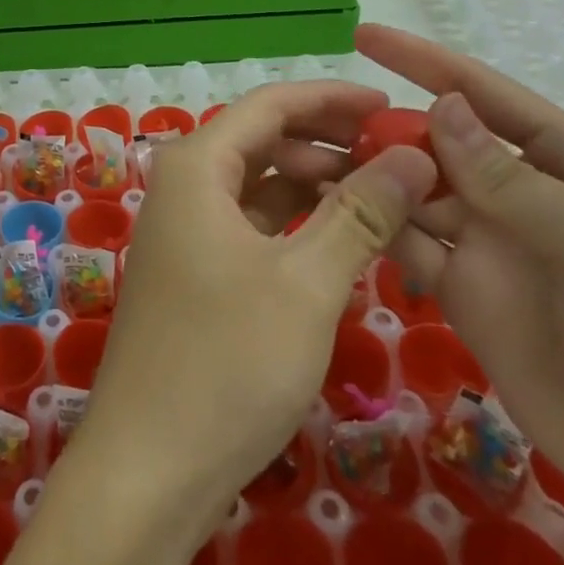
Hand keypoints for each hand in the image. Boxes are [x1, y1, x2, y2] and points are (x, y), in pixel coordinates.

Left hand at [80, 81, 436, 547]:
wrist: (149, 465)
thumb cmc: (227, 361)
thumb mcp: (306, 283)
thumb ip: (360, 214)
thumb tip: (413, 156)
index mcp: (196, 164)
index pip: (272, 105)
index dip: (333, 99)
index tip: (393, 106)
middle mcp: (184, 182)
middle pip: (265, 140)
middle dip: (330, 143)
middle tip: (401, 157)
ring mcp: (186, 227)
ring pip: (260, 184)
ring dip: (316, 185)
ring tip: (386, 197)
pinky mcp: (196, 267)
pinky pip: (252, 223)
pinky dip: (296, 223)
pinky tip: (343, 238)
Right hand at [357, 24, 563, 564]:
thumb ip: (512, 179)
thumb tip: (439, 105)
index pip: (486, 96)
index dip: (424, 61)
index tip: (363, 34)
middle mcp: (521, 196)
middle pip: (437, 142)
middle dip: (383, 123)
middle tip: (317, 117)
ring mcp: (491, 246)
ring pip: (414, 191)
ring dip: (369, 173)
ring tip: (309, 160)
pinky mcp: (465, 295)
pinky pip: (409, 245)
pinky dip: (374, 225)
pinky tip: (334, 214)